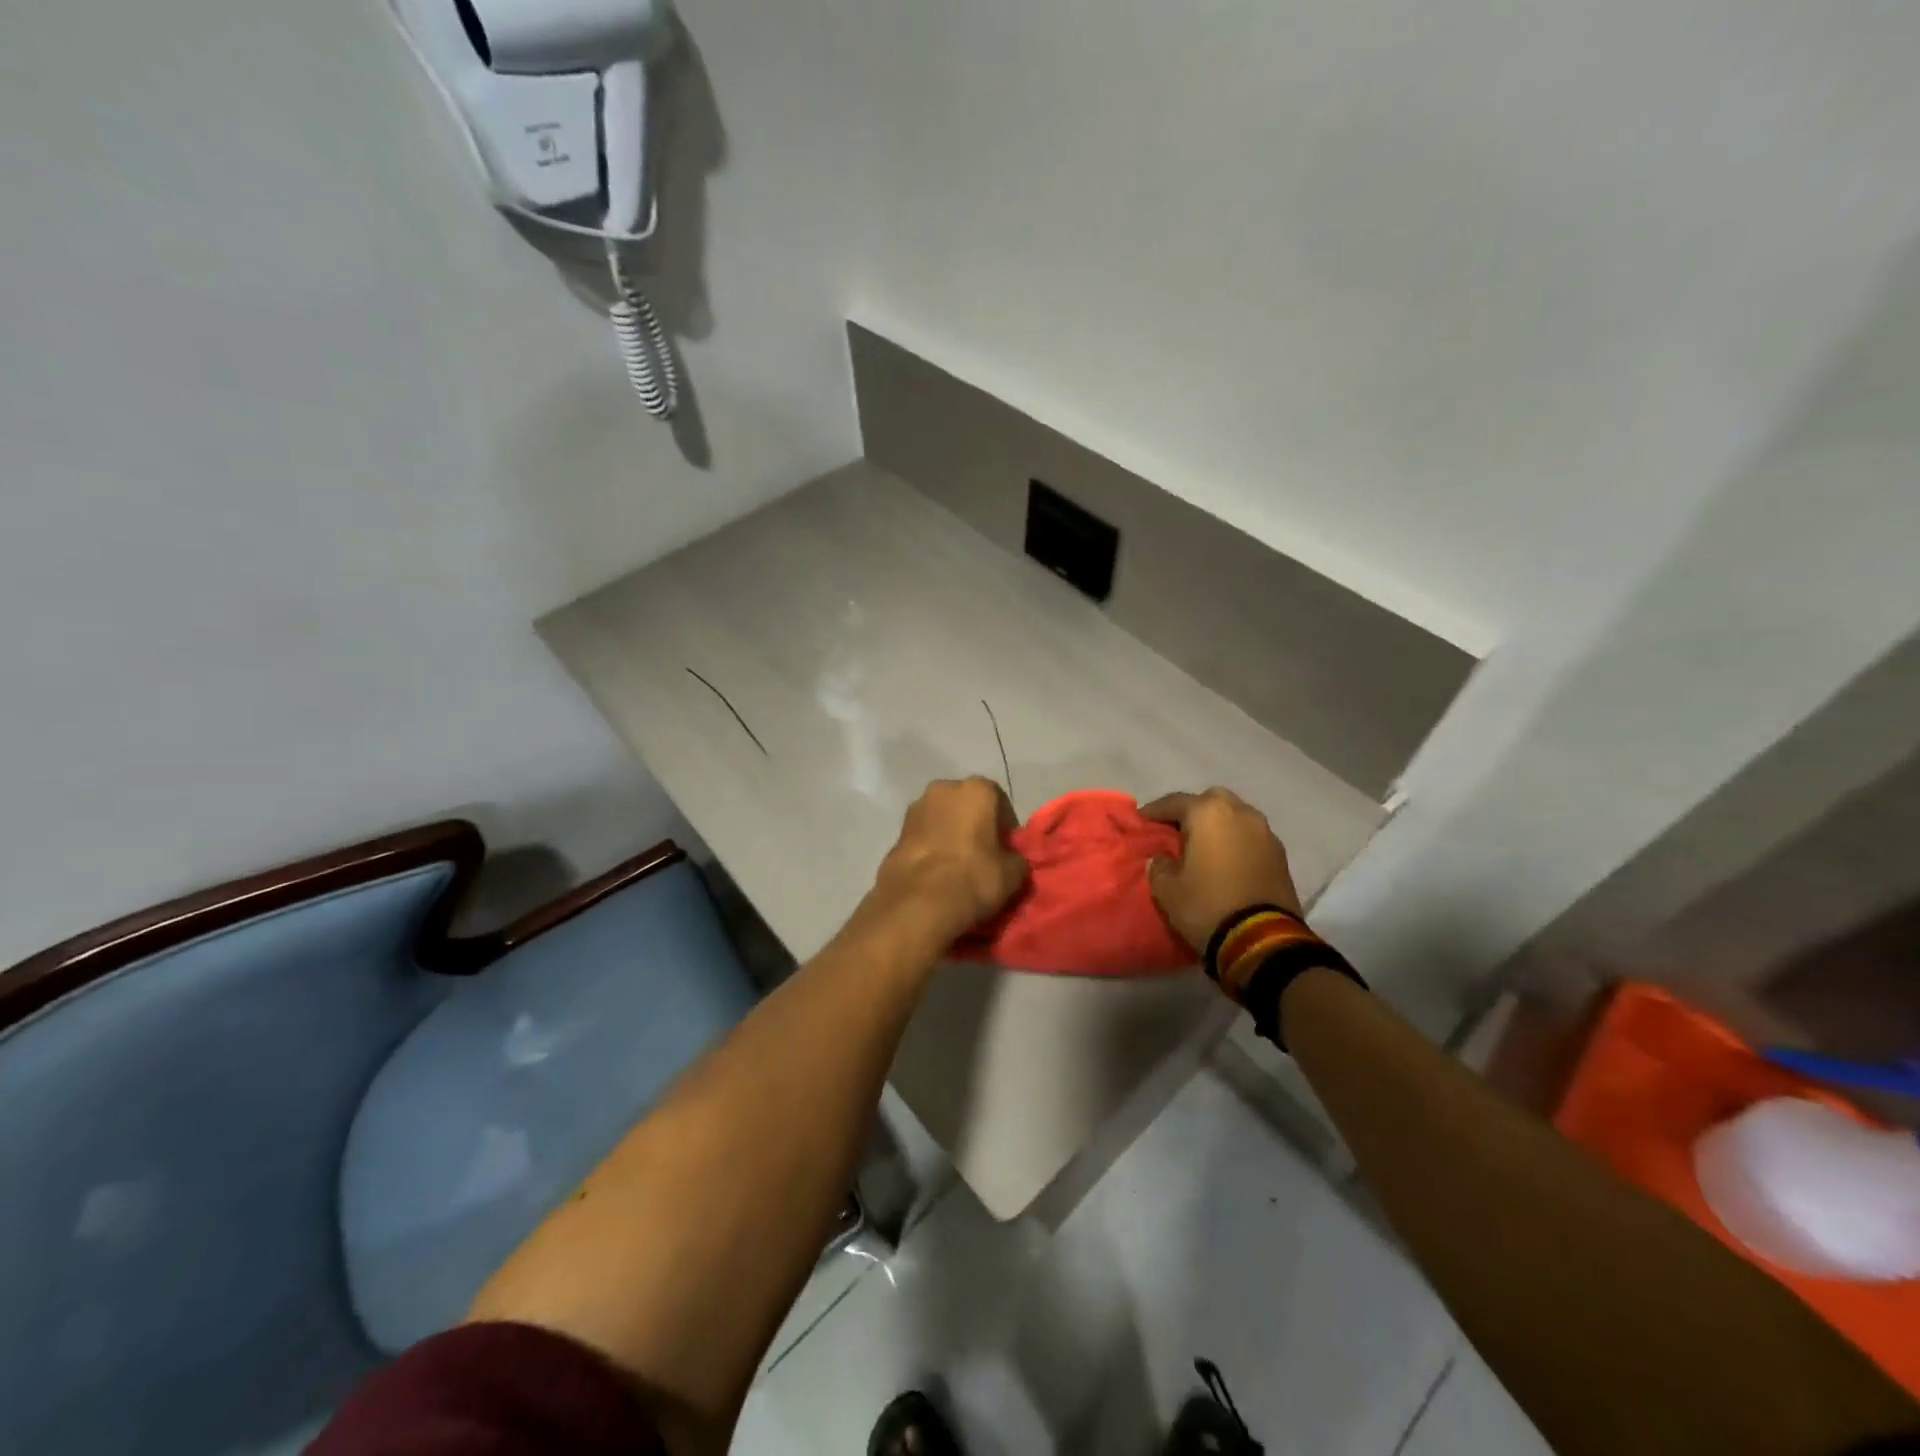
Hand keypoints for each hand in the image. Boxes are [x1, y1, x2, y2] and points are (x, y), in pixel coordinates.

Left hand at [870, 778, 1027, 943]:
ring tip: (959, 867)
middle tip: (984, 856)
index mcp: (976, 789)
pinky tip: (937, 874)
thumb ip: (1016, 859)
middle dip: (975, 825)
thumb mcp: (1012, 873)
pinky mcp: (896, 833)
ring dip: (951, 836)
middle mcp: (943, 788)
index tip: (1007, 850)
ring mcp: (915, 809)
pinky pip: (924, 837)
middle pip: (966, 805)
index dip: (1006, 826)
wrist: (918, 902)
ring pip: (942, 820)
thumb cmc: (974, 877)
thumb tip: (1012, 861)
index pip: (999, 801)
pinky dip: (932, 849)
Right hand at [1140, 788, 1302, 953]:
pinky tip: (1226, 861)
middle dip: (1193, 811)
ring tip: (1204, 847)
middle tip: (1178, 831)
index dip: (1155, 811)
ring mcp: (1265, 833)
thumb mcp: (1166, 889)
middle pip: (1211, 800)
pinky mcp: (1281, 856)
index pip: (1175, 802)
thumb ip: (1160, 865)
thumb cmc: (1206, 905)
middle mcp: (1240, 813)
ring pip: (1236, 816)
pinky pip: (1251, 838)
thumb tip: (1165, 858)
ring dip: (1219, 826)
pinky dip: (1237, 842)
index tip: (1142, 821)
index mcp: (1208, 813)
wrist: (1262, 940)